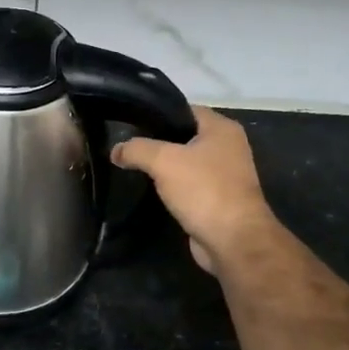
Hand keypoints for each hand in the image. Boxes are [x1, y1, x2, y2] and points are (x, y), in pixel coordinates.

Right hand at [113, 106, 280, 278]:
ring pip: (185, 163)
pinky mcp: (218, 199)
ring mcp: (225, 174)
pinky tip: (151, 191)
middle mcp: (227, 147)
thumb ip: (136, 150)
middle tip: (127, 147)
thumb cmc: (203, 190)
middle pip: (184, 136)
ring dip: (164, 167)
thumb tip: (115, 150)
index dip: (157, 114)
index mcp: (222, 128)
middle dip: (157, 142)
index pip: (184, 110)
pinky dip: (172, 188)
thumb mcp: (163, 161)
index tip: (129, 122)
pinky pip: (189, 185)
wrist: (232, 239)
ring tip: (133, 168)